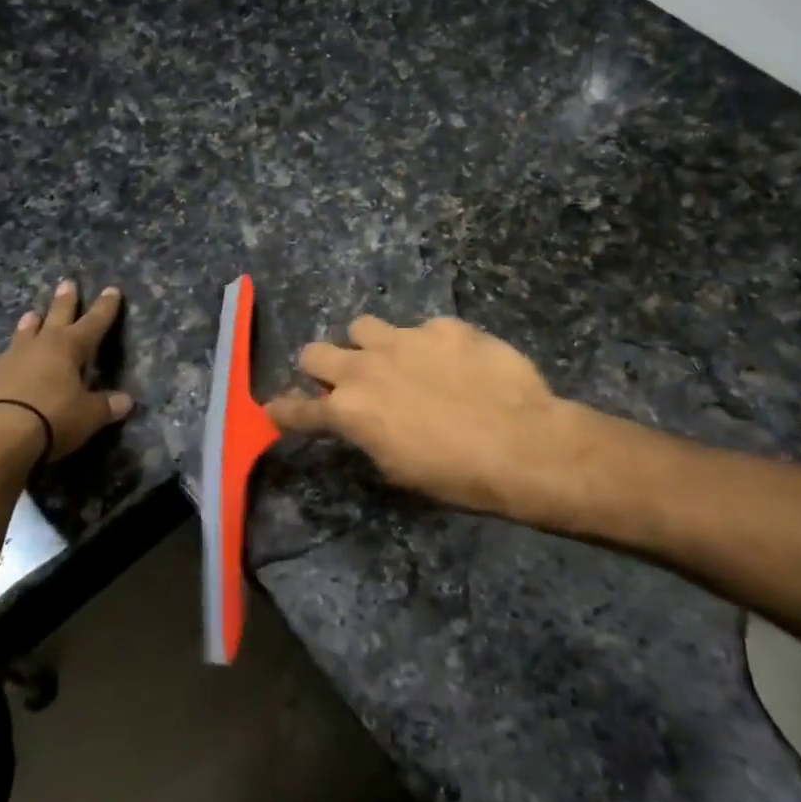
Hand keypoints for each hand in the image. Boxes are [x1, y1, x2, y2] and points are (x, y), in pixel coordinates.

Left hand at [0, 281, 132, 466]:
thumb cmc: (51, 419)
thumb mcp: (87, 416)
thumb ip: (105, 406)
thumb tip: (125, 401)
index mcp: (68, 348)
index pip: (93, 323)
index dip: (105, 308)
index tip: (111, 289)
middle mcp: (38, 346)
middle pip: (55, 317)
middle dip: (65, 302)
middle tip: (67, 283)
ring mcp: (7, 361)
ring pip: (23, 335)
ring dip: (30, 325)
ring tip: (31, 314)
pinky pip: (1, 362)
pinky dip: (8, 359)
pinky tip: (4, 364)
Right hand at [267, 316, 576, 517]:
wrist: (523, 445)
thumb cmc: (458, 476)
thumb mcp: (399, 470)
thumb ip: (370, 436)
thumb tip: (365, 423)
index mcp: (350, 412)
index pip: (297, 408)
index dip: (285, 410)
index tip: (277, 409)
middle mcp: (366, 368)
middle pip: (315, 351)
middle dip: (322, 366)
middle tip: (344, 380)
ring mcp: (405, 339)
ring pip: (363, 326)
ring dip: (371, 345)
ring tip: (399, 360)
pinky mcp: (444, 327)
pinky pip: (423, 329)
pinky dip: (430, 346)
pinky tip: (457, 363)